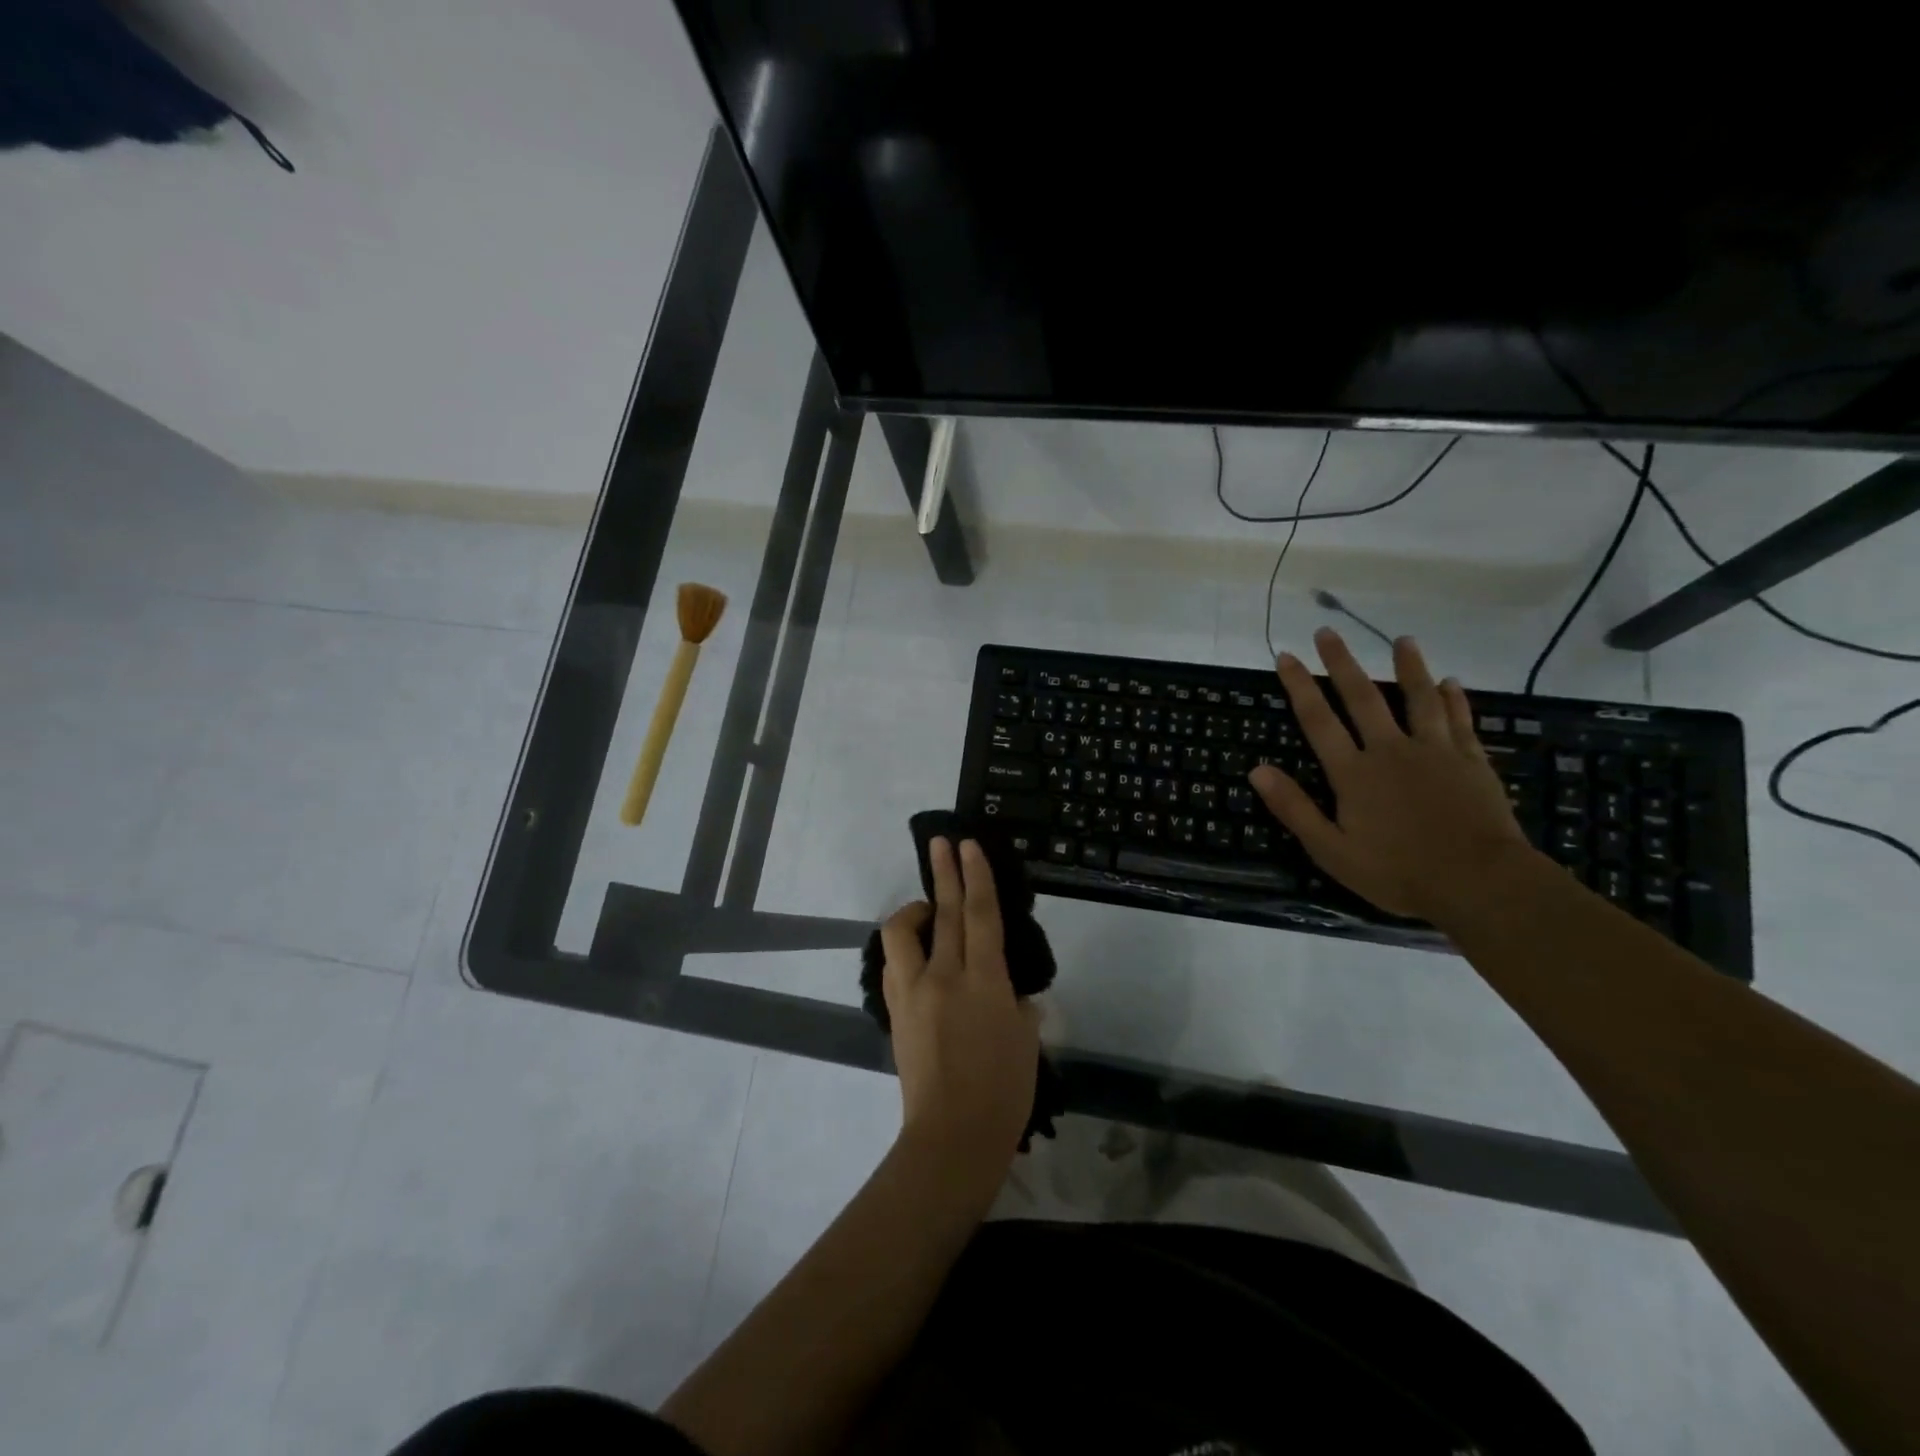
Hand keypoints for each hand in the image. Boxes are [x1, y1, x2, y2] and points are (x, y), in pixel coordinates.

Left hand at [879, 838, 1040, 1182]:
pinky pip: (894, 965)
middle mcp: (945, 977)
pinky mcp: (895, 1012)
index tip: (968, 846)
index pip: (980, 915)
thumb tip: (1011, 994)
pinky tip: (915, 953)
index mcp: (985, 981)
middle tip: (941, 843)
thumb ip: (1018, 1007)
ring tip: (927, 907)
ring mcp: (913, 993)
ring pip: (903, 934)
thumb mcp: (1026, 1042)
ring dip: (914, 910)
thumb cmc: (1003, 1093)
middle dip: (944, 873)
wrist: (952, 1136)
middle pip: (943, 913)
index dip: (976, 876)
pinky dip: (904, 948)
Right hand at [1249, 629, 1534, 920]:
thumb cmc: (1398, 872)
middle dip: (1342, 663)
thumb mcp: (1331, 850)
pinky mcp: (1471, 762)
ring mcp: (1435, 752)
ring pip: (1418, 699)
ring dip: (1408, 667)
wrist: (1480, 883)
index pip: (1318, 721)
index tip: (1286, 656)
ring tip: (1402, 640)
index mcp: (1353, 773)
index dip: (1300, 687)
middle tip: (1327, 632)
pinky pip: (1460, 721)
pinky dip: (1454, 700)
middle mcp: (1390, 751)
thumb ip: (1294, 808)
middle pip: (1363, 698)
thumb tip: (1256, 769)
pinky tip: (1452, 682)